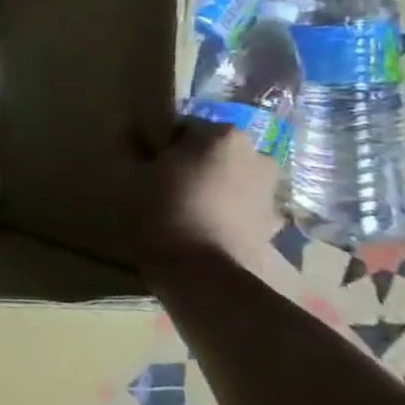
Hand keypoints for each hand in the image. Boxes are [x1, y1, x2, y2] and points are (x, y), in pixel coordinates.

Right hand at [135, 117, 283, 270]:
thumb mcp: (131, 174)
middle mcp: (256, 154)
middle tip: (161, 188)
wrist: (204, 277)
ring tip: (183, 212)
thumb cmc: (163, 213)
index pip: (180, 127)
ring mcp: (270, 191)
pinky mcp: (273, 225)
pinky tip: (202, 230)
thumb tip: (134, 132)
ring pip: (227, 178)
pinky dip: (224, 212)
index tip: (143, 167)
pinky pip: (240, 207)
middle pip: (209, 152)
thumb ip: (132, 146)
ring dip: (209, 187)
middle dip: (188, 165)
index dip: (158, 146)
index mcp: (221, 134)